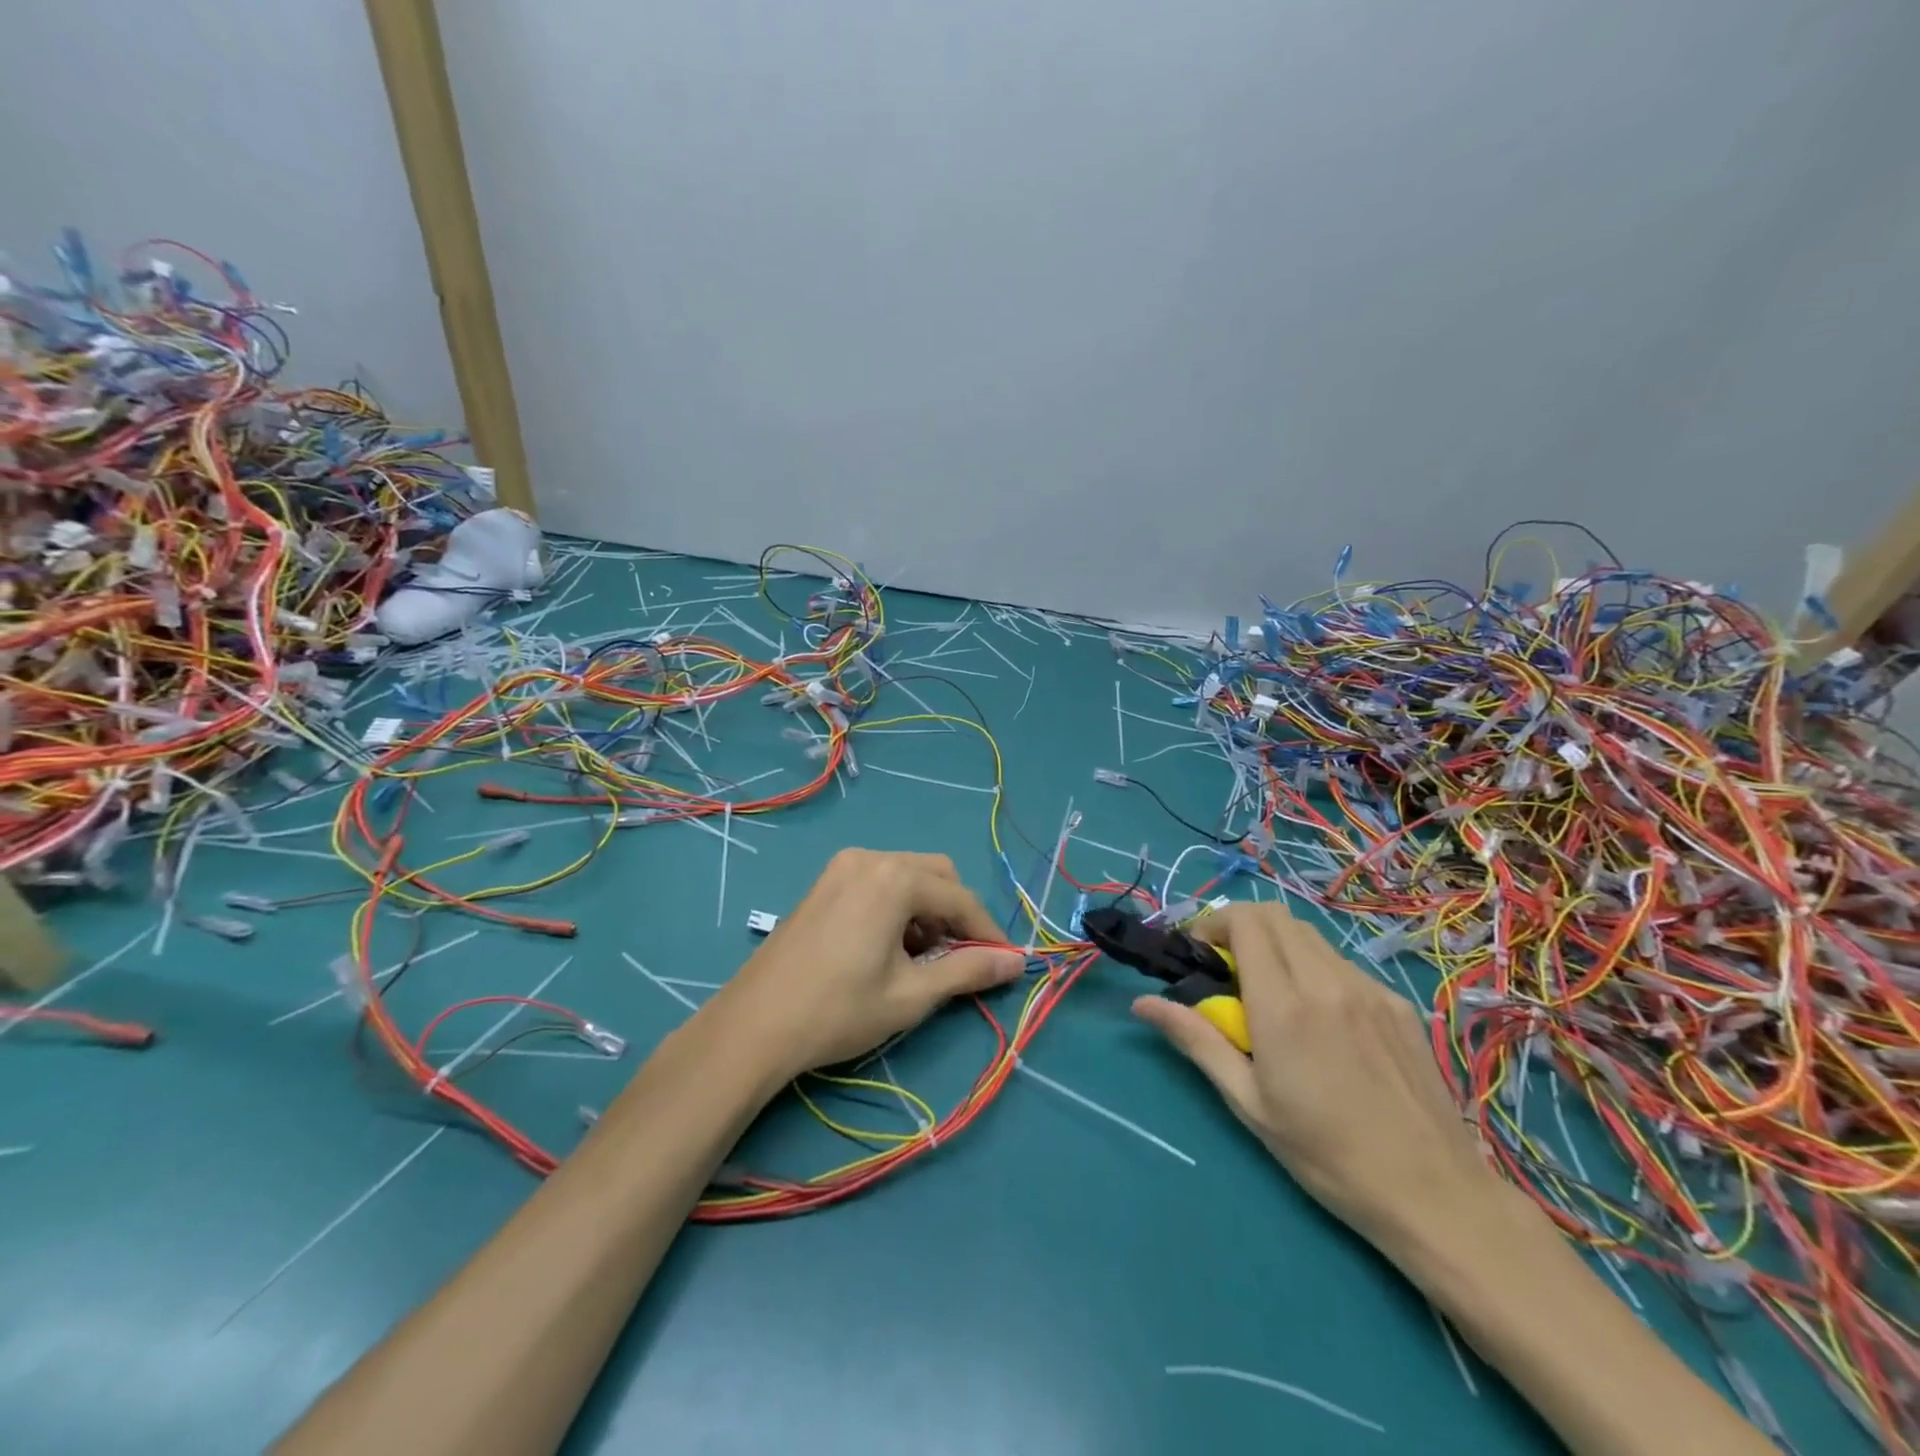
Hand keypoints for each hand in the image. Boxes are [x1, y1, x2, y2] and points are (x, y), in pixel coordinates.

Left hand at [710, 848, 1024, 1082]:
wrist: (755, 1024)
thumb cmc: (839, 1010)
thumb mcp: (912, 995)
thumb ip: (968, 971)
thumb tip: (1017, 963)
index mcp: (895, 878)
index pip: (960, 899)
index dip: (987, 932)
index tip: (1004, 963)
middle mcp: (871, 858)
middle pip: (936, 875)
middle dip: (955, 915)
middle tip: (956, 960)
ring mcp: (842, 866)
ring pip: (908, 876)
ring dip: (926, 910)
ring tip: (919, 959)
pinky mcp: (825, 882)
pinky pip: (879, 881)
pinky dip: (897, 906)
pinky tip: (887, 947)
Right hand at [1132, 902, 1500, 1256]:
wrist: (1434, 1194)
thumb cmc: (1326, 1155)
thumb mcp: (1248, 1102)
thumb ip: (1195, 1040)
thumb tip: (1142, 1003)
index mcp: (1284, 1006)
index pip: (1245, 922)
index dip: (1214, 924)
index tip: (1200, 955)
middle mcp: (1326, 982)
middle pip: (1275, 915)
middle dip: (1240, 926)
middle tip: (1227, 967)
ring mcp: (1368, 989)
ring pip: (1309, 935)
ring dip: (1277, 944)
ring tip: (1270, 991)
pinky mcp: (1397, 1003)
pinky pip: (1341, 963)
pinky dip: (1313, 967)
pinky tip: (1319, 1016)